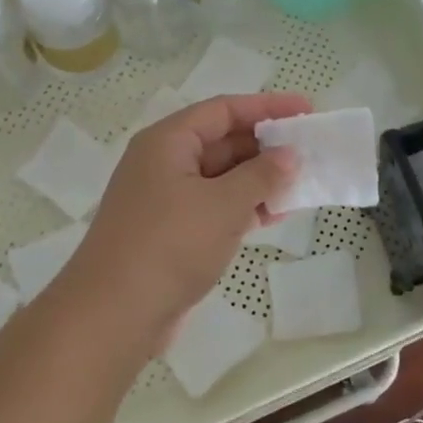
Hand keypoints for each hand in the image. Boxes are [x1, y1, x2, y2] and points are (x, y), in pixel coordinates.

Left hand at [65, 91, 308, 334]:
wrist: (113, 316)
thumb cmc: (169, 245)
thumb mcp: (223, 205)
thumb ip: (261, 175)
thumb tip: (288, 155)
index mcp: (168, 141)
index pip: (224, 110)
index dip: (267, 107)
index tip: (306, 110)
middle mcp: (164, 162)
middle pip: (222, 140)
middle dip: (265, 146)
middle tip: (309, 150)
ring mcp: (165, 198)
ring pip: (220, 176)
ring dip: (258, 179)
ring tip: (300, 184)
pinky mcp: (170, 230)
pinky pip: (214, 205)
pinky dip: (243, 206)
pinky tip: (274, 214)